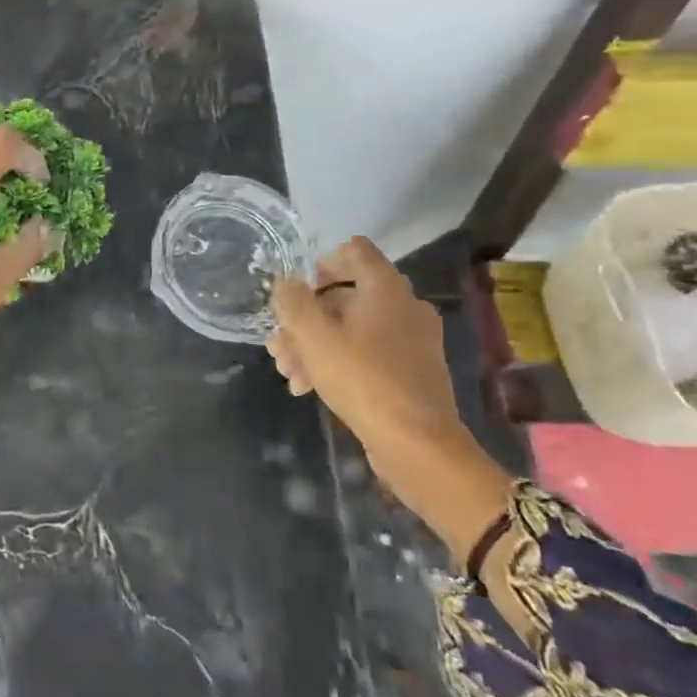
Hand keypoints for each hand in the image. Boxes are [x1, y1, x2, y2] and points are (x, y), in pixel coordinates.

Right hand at [267, 238, 464, 470]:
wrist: (418, 445)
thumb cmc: (363, 379)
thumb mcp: (314, 337)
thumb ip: (293, 302)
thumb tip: (284, 281)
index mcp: (386, 288)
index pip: (354, 251)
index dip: (320, 263)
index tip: (295, 291)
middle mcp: (404, 306)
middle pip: (346, 296)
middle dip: (305, 319)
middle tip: (278, 345)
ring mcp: (411, 340)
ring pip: (352, 329)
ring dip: (315, 345)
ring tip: (288, 373)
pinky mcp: (411, 371)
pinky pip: (368, 354)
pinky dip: (338, 362)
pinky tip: (309, 388)